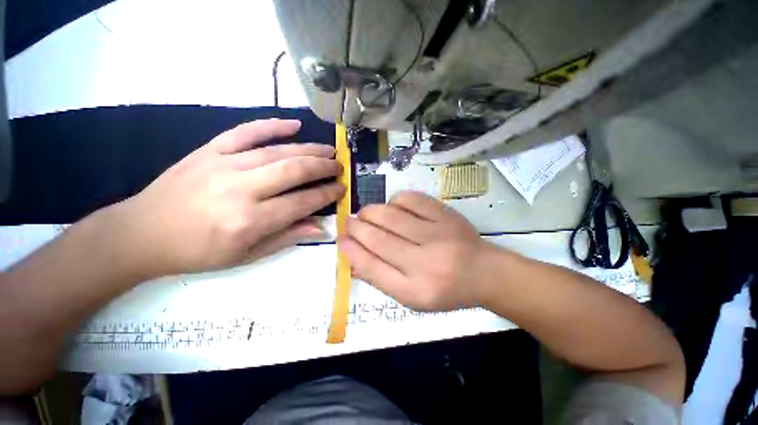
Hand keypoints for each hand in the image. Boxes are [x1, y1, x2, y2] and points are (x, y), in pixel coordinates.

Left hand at [111, 119, 344, 277]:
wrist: (142, 233)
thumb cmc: (198, 252)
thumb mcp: (247, 255)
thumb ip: (287, 237)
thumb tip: (320, 227)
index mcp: (250, 221)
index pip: (302, 202)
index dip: (326, 195)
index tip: (341, 190)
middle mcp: (240, 190)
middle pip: (293, 171)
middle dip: (323, 167)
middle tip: (339, 166)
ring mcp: (223, 165)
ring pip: (276, 151)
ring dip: (308, 149)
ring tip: (328, 150)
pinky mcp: (209, 151)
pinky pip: (244, 132)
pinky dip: (271, 125)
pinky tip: (293, 124)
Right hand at [338, 191, 494, 310]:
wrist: (484, 272)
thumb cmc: (445, 289)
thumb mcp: (411, 297)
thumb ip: (381, 278)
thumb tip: (353, 257)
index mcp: (414, 291)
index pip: (372, 268)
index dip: (351, 251)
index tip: (341, 239)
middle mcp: (425, 264)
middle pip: (378, 239)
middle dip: (356, 227)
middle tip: (348, 222)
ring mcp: (437, 235)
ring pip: (391, 216)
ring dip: (371, 212)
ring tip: (365, 214)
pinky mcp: (446, 216)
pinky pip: (411, 200)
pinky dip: (395, 201)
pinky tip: (393, 207)